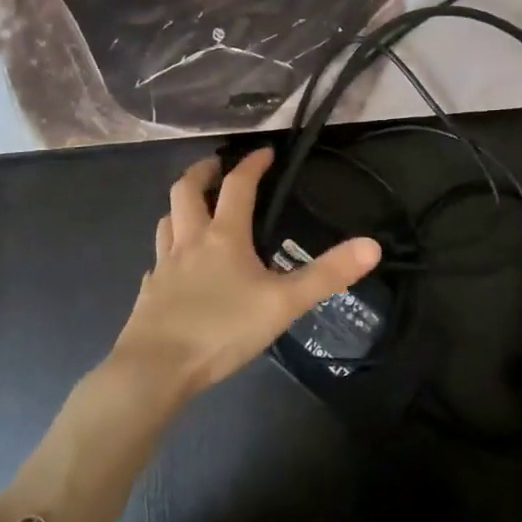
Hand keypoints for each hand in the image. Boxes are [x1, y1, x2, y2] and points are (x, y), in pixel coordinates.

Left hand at [109, 148, 381, 401]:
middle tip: (216, 166)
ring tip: (192, 208)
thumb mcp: (284, 303)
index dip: (252, 165)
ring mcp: (164, 266)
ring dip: (179, 207)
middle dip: (202, 172)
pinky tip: (174, 266)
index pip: (238, 186)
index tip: (265, 152)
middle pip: (186, 191)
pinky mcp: (149, 292)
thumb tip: (372, 246)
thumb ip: (327, 274)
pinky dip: (167, 250)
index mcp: (223, 236)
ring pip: (166, 220)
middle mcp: (190, 241)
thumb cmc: (222, 330)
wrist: (155, 369)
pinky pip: (157, 259)